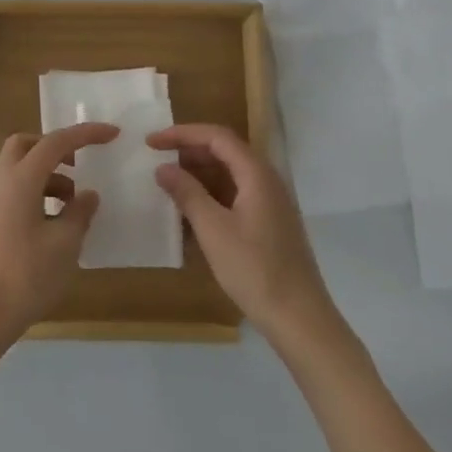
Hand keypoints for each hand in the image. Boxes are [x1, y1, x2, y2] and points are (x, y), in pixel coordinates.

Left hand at [0, 122, 117, 343]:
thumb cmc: (26, 274)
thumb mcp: (65, 243)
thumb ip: (79, 213)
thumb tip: (88, 195)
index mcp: (21, 179)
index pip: (55, 142)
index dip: (85, 134)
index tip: (113, 134)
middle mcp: (5, 183)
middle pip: (26, 145)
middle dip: (55, 147)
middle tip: (80, 165)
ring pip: (24, 170)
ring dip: (52, 176)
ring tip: (77, 204)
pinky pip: (21, 192)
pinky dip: (43, 195)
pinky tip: (61, 224)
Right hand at [149, 123, 344, 346]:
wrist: (299, 318)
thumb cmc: (254, 269)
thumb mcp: (213, 229)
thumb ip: (187, 193)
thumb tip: (163, 168)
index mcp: (257, 174)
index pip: (217, 137)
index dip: (182, 134)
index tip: (152, 142)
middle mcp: (267, 181)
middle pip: (225, 151)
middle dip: (189, 151)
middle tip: (157, 160)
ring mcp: (271, 203)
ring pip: (230, 174)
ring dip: (199, 174)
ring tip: (168, 183)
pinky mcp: (269, 224)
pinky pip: (235, 195)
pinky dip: (211, 195)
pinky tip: (190, 212)